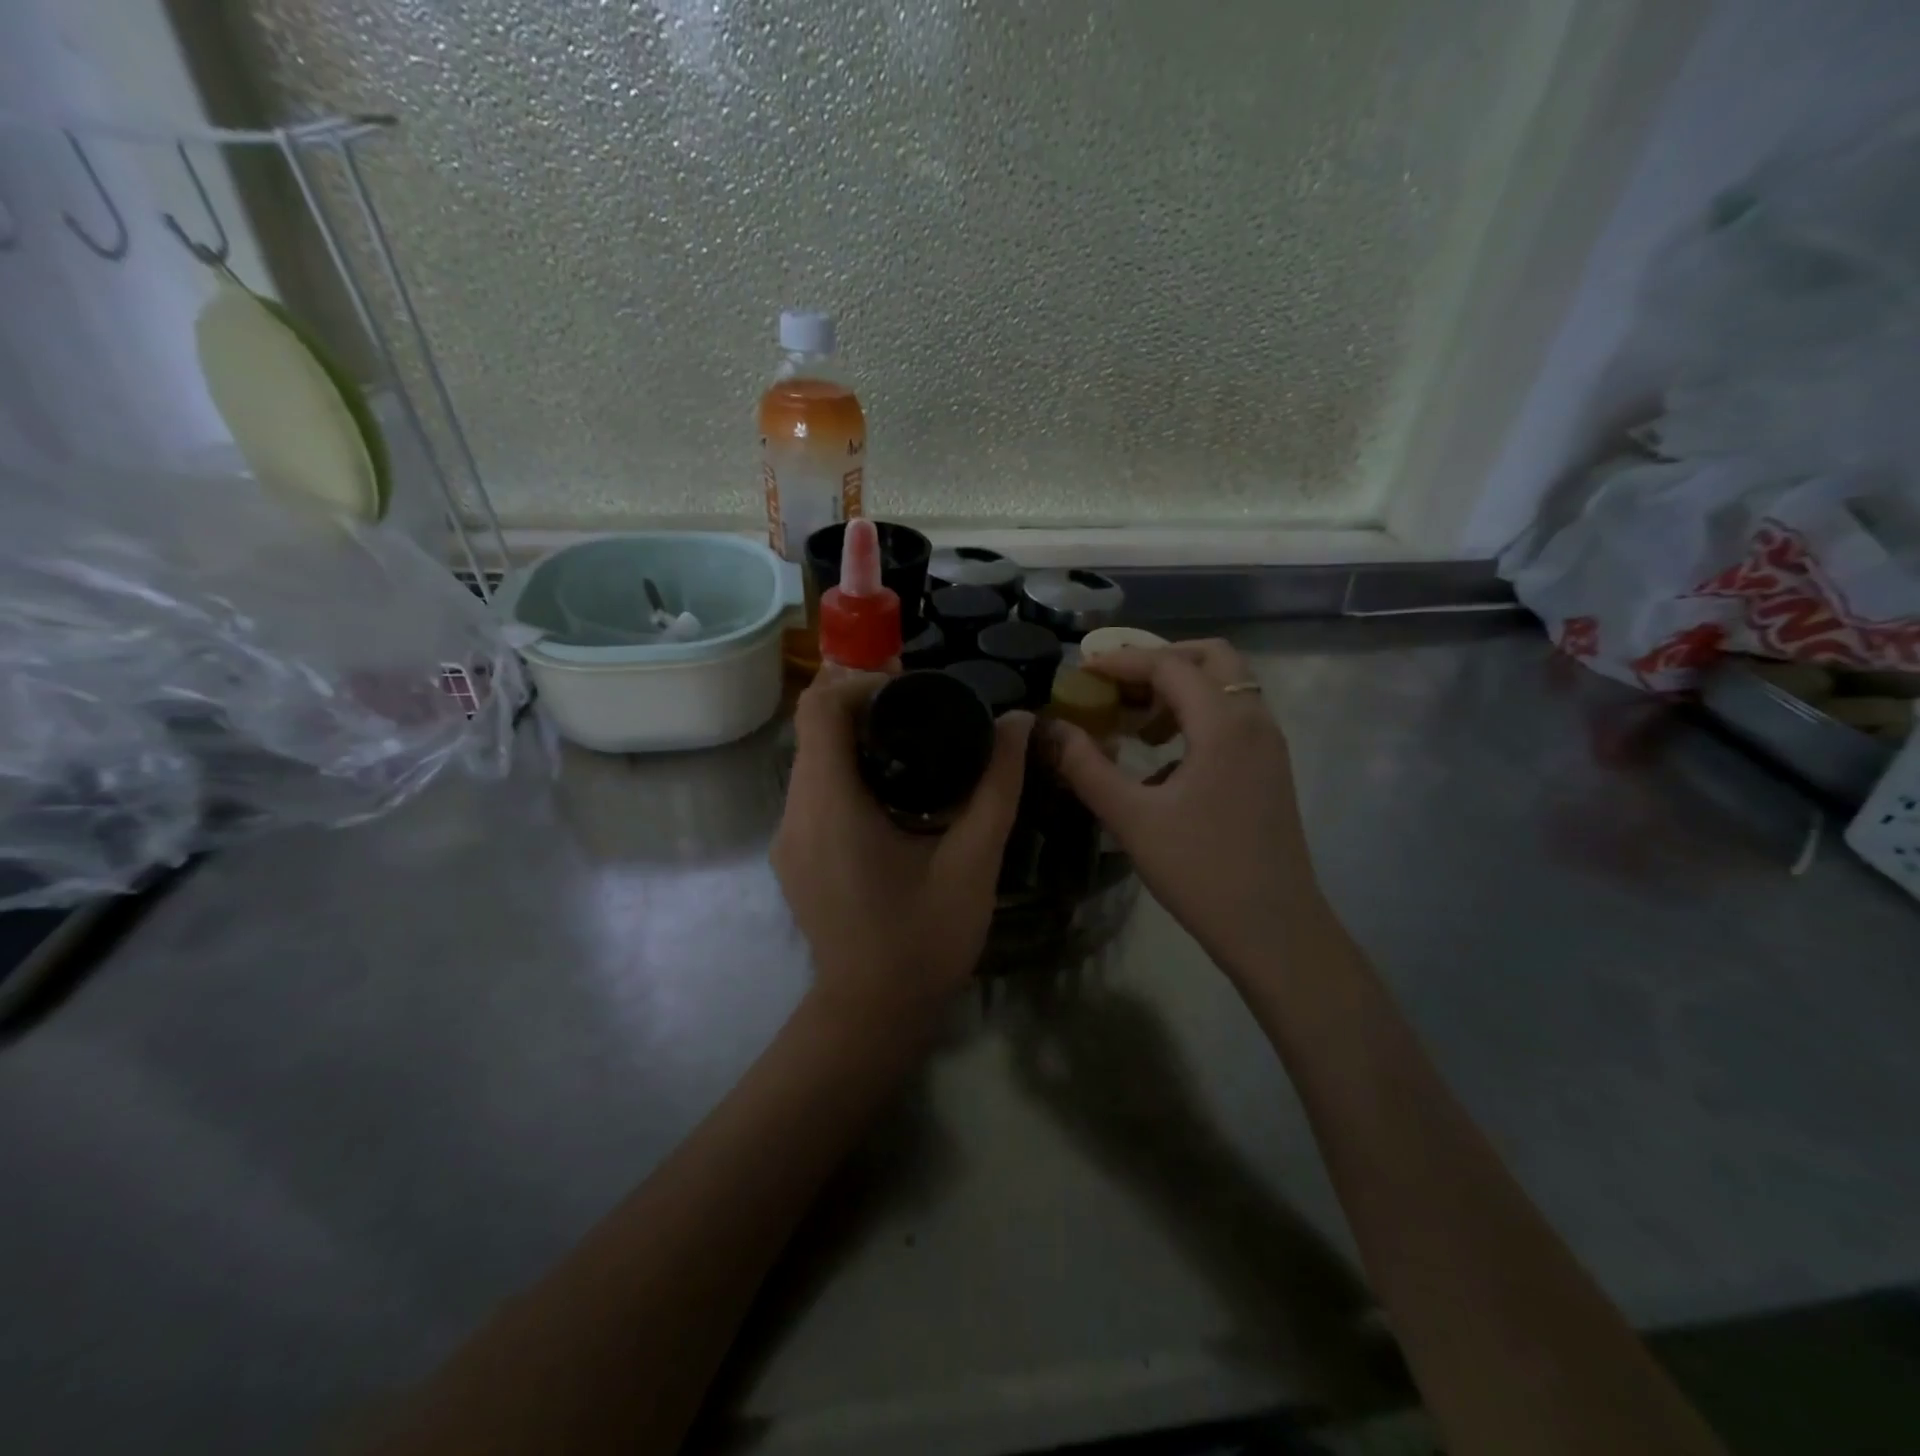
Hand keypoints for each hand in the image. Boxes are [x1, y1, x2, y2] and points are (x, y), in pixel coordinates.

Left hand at [773, 672, 1032, 1023]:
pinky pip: (814, 793)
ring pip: (813, 761)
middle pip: (814, 730)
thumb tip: (1018, 722)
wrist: (872, 1016)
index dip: (860, 683)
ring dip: (856, 742)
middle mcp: (795, 814)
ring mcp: (788, 839)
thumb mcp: (973, 860)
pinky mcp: (794, 858)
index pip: (819, 708)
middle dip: (863, 708)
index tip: (912, 692)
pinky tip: (893, 796)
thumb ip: (997, 786)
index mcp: (829, 805)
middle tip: (925, 714)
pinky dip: (847, 775)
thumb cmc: (924, 939)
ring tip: (915, 750)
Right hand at [1044, 639, 1326, 976]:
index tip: (1082, 671)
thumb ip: (1086, 766)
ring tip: (1135, 725)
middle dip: (1159, 662)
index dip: (1121, 661)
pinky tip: (1163, 762)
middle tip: (1117, 687)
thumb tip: (1049, 728)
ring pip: (1226, 687)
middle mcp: (1254, 720)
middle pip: (1210, 658)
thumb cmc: (1200, 871)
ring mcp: (1269, 745)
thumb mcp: (1131, 818)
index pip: (1169, 665)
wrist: (1273, 930)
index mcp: (1224, 724)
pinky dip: (1197, 717)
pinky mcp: (1270, 769)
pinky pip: (1233, 718)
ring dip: (1180, 690)